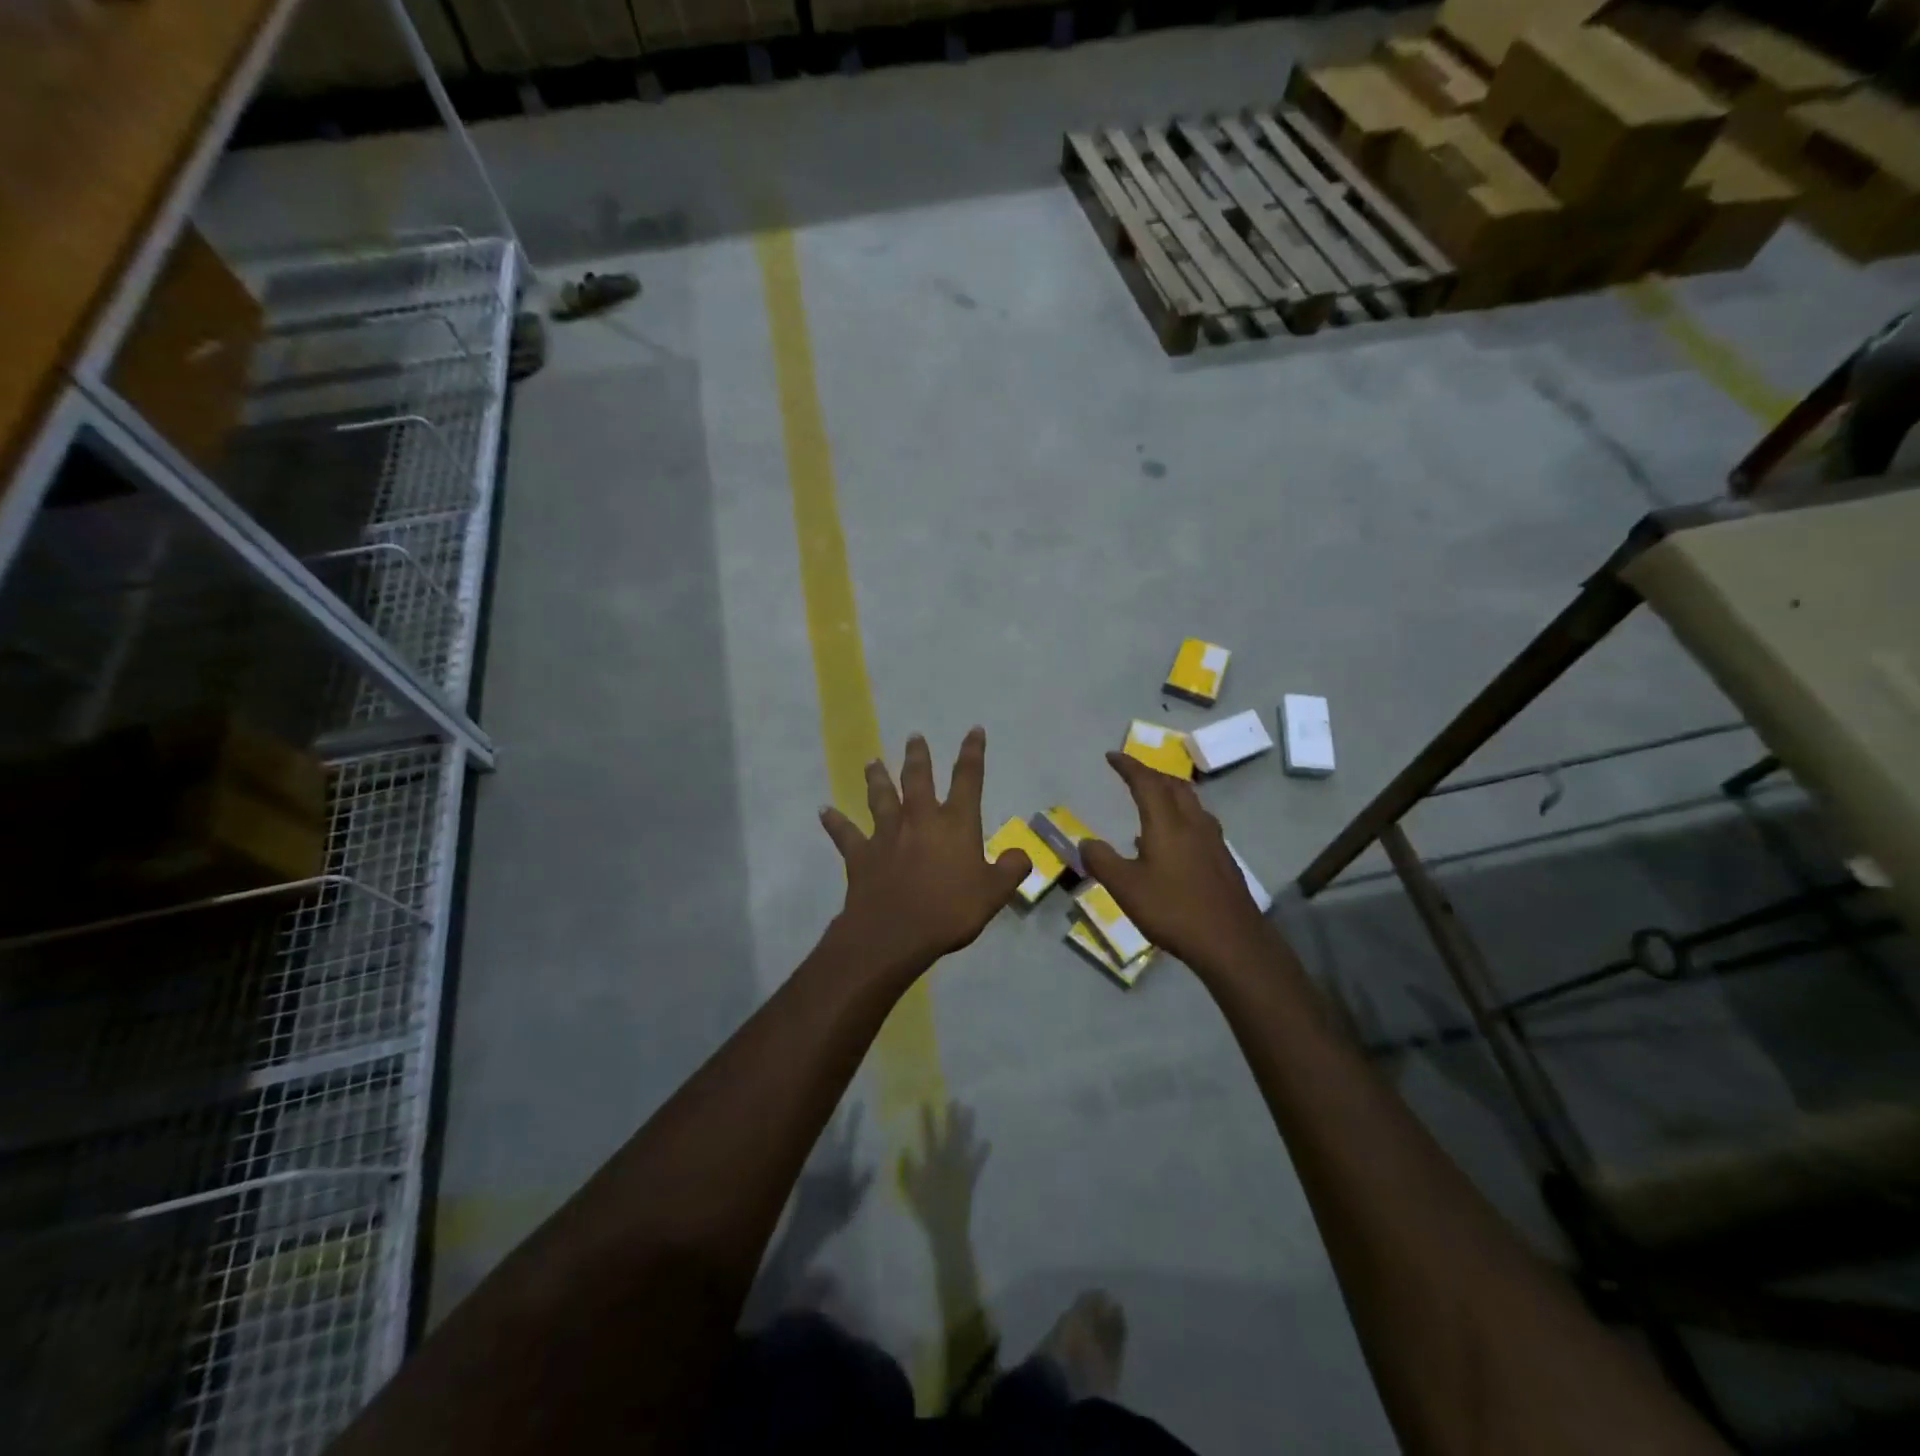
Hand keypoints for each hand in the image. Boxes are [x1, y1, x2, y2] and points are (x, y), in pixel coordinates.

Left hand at [820, 728, 1031, 976]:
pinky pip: (845, 834)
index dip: (972, 753)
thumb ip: (1010, 870)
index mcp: (955, 824)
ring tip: (872, 761)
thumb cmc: (949, 910)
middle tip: (914, 737)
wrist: (894, 933)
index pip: (968, 780)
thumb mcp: (994, 893)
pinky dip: (835, 822)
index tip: (973, 731)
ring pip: (880, 798)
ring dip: (877, 778)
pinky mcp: (861, 855)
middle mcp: (920, 820)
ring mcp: (886, 835)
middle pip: (918, 779)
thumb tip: (1021, 854)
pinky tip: (824, 811)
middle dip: (918, 757)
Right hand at [899, 1102, 990, 1238]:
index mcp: (932, 1163)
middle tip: (955, 1100)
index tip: (926, 1102)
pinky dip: (982, 1153)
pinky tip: (987, 1141)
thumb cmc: (926, 1210)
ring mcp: (961, 1169)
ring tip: (971, 1110)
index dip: (927, 1119)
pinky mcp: (971, 1179)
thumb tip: (904, 1149)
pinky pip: (977, 1163)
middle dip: (952, 1117)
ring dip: (968, 1127)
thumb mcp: (910, 1191)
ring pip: (965, 1143)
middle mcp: (948, 1162)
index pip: (929, 1136)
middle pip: (951, 1134)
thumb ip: (907, 1170)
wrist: (947, 1231)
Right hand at [1081, 751, 1279, 978]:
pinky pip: (1199, 823)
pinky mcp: (1223, 860)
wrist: (1232, 942)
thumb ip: (1102, 861)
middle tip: (1133, 774)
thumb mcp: (1126, 888)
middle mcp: (1193, 823)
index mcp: (1167, 823)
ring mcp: (1213, 841)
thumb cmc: (1174, 910)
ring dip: (1170, 793)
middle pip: (1174, 785)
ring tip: (1152, 800)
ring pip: (1191, 803)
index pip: (1147, 782)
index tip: (1112, 756)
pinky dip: (1181, 816)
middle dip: (1152, 774)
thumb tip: (1085, 842)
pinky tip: (1171, 841)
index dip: (1129, 766)